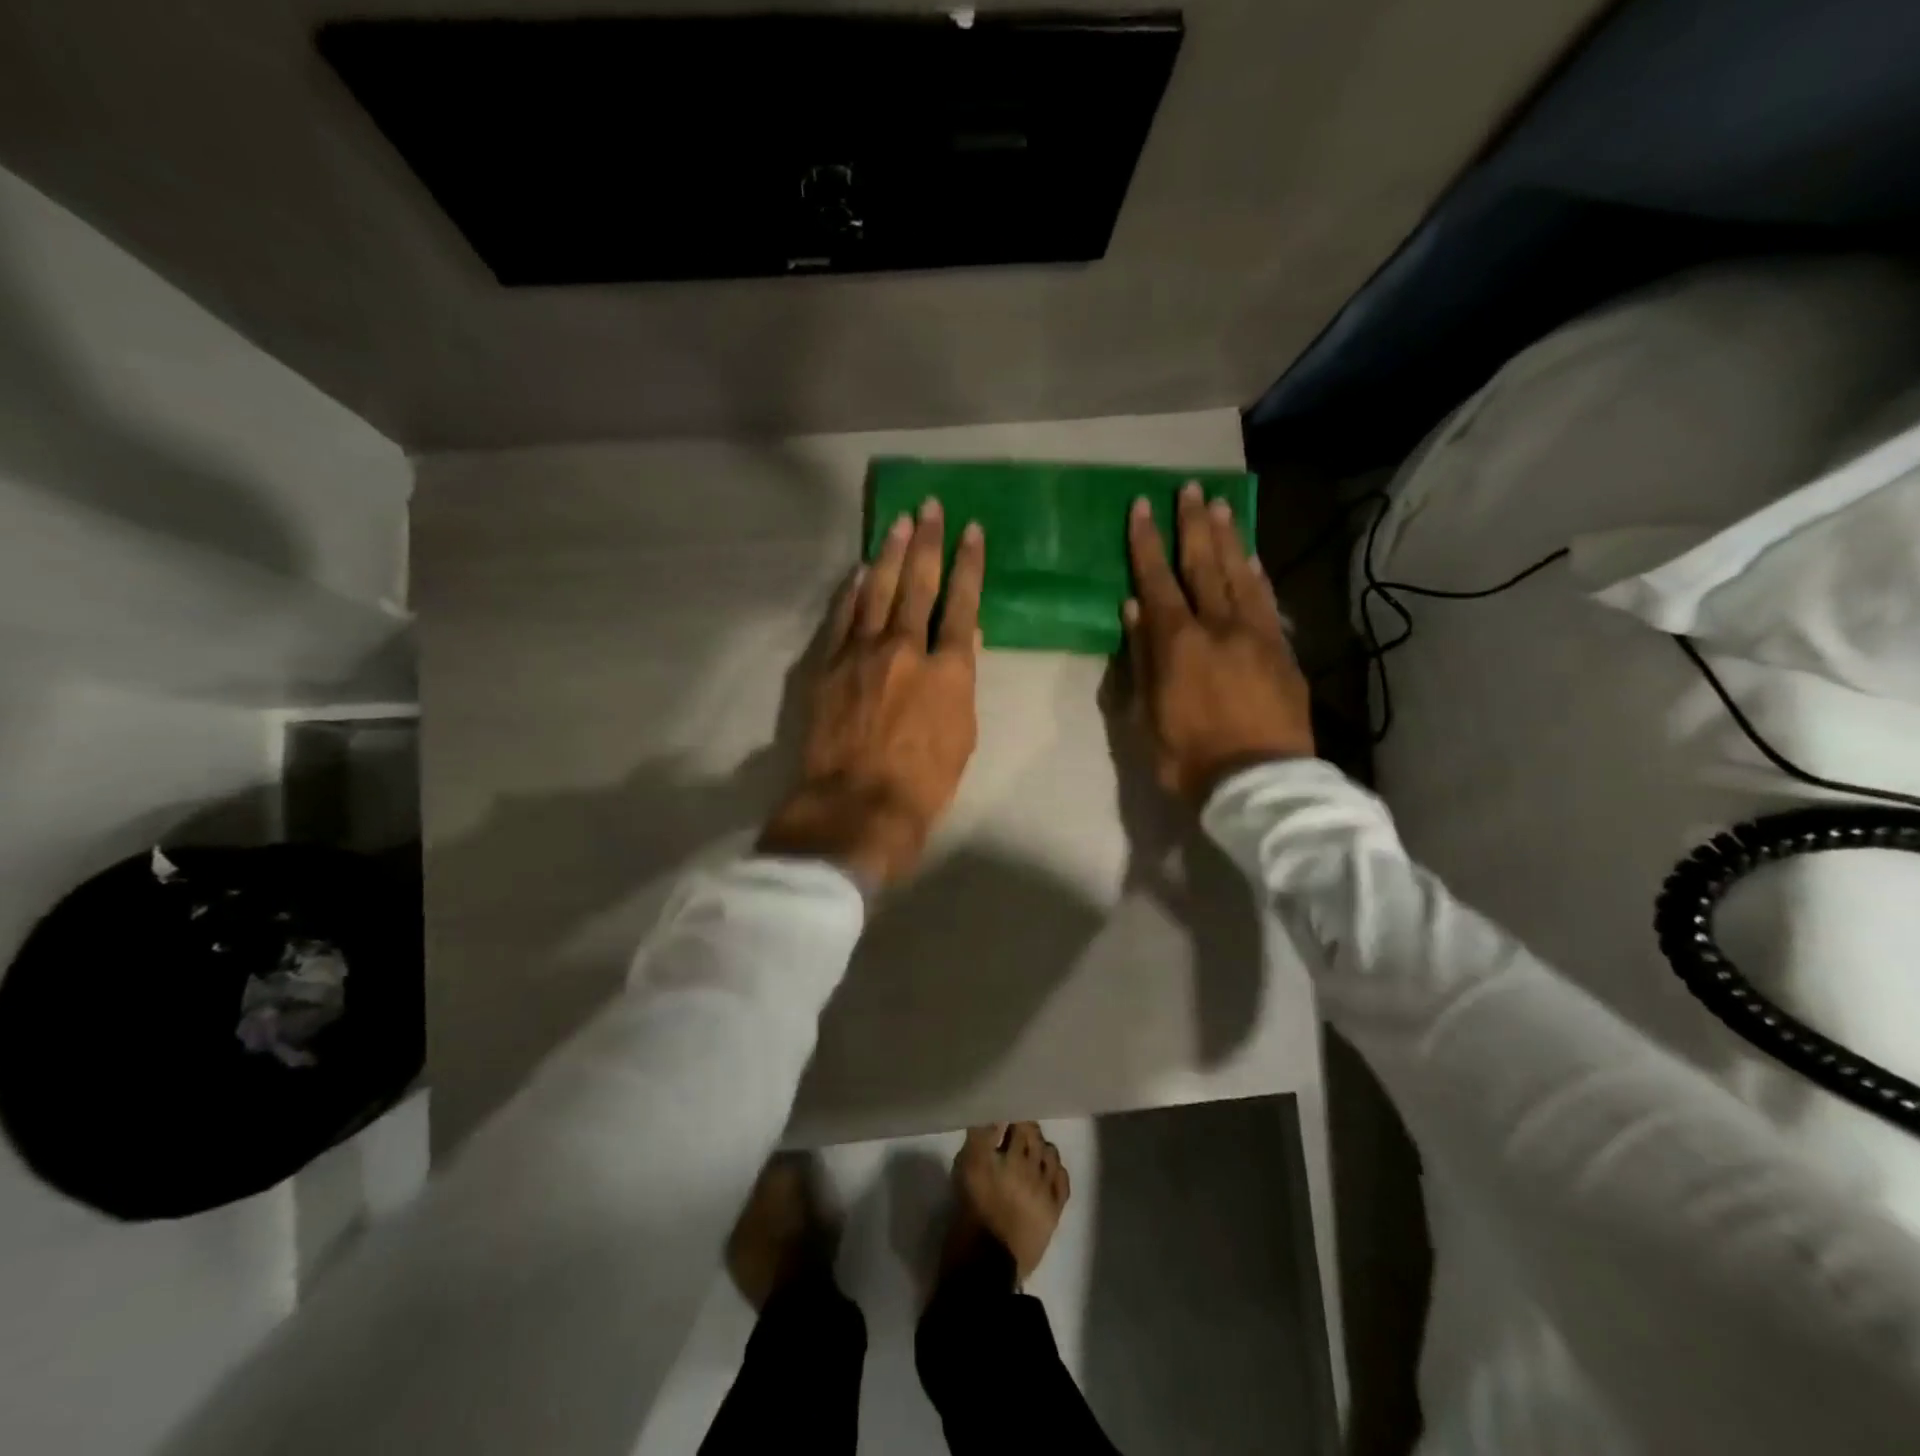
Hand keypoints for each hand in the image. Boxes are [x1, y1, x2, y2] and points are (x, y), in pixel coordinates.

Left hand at [759, 500, 984, 887]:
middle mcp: (905, 649)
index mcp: (948, 670)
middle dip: (927, 543)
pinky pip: (843, 618)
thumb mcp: (962, 735)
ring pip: (878, 591)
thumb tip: (959, 646)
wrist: (857, 804)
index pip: (962, 604)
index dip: (968, 565)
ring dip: (889, 554)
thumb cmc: (924, 782)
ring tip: (899, 522)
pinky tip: (859, 572)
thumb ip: (958, 683)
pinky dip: (852, 591)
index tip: (972, 532)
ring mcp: (862, 653)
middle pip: (918, 584)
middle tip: (931, 508)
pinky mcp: (829, 665)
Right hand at [1123, 483, 1312, 803]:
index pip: (1157, 580)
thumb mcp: (1146, 714)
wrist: (1259, 784)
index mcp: (1178, 643)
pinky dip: (1256, 575)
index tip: (1141, 506)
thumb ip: (1141, 658)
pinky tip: (1251, 558)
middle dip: (1194, 524)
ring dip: (1228, 538)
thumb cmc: (1187, 756)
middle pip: (1204, 564)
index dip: (1147, 542)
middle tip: (1190, 488)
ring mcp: (1256, 636)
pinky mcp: (1282, 652)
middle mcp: (1219, 627)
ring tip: (1220, 505)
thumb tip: (1134, 609)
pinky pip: (1266, 601)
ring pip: (1240, 575)